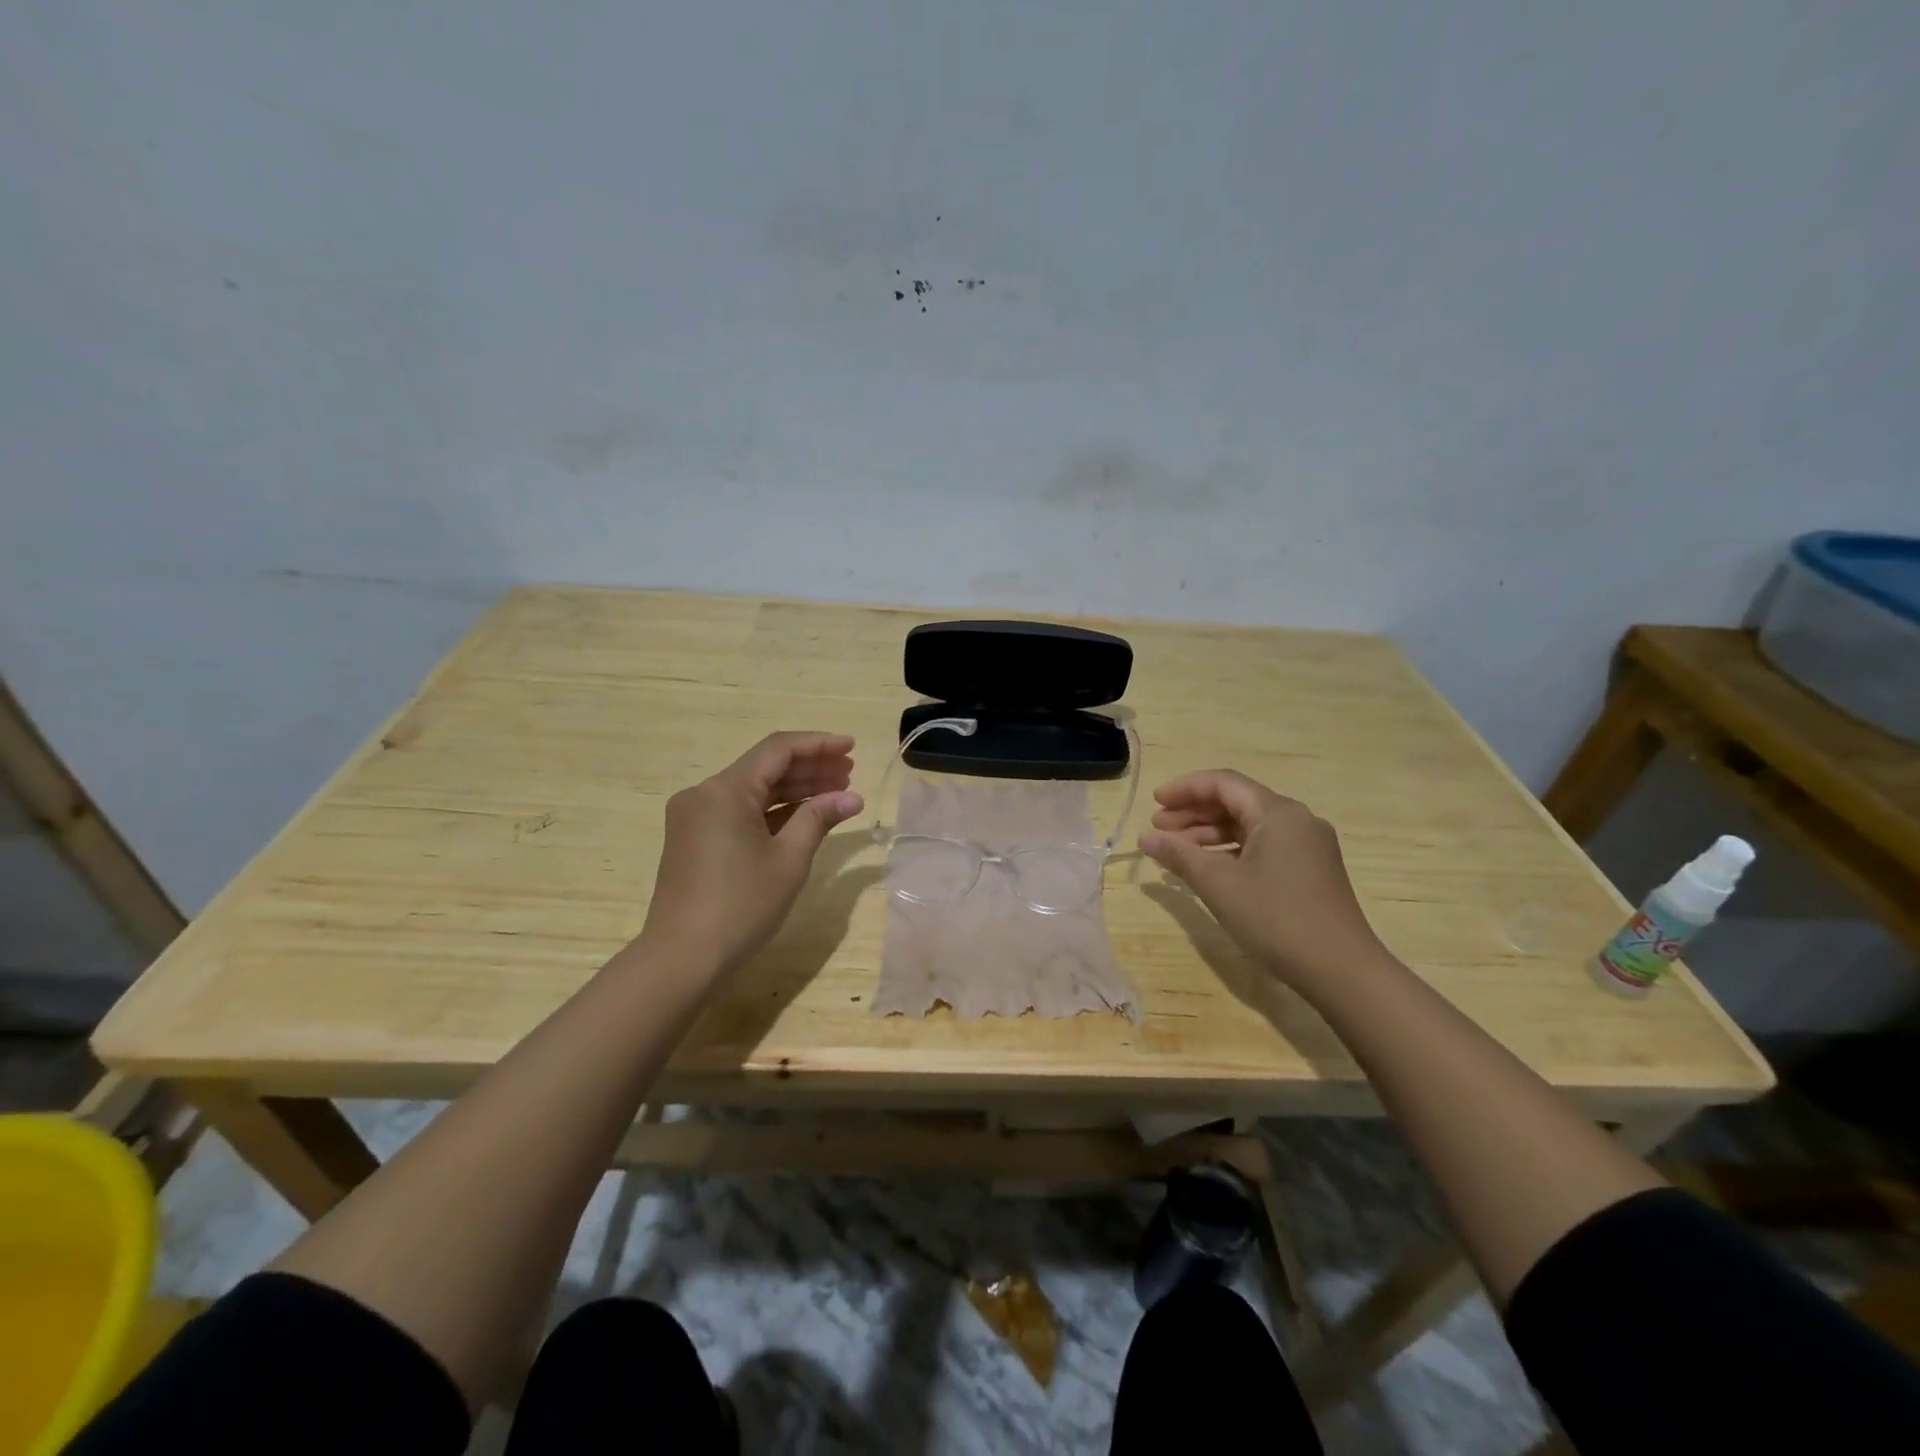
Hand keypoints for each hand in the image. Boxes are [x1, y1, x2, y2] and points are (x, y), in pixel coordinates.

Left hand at [639, 732, 864, 974]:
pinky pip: (740, 812)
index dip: (818, 744)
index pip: (778, 750)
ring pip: (753, 790)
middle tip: (850, 772)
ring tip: (836, 791)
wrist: (682, 958)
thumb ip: (819, 818)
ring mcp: (696, 817)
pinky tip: (804, 816)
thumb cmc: (741, 905)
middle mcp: (705, 794)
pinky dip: (772, 811)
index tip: (851, 747)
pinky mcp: (694, 839)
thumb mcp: (789, 859)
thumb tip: (852, 797)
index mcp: (725, 790)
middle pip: (765, 767)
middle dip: (809, 767)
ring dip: (793, 789)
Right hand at [1140, 770, 1387, 986]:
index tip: (1154, 804)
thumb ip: (1179, 855)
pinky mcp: (1310, 870)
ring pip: (1249, 826)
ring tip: (1175, 852)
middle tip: (1158, 830)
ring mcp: (1307, 846)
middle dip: (1193, 813)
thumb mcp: (1218, 884)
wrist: (1341, 970)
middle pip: (1236, 802)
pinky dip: (1230, 851)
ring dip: (1209, 834)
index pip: (1223, 783)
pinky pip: (1262, 847)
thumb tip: (1146, 838)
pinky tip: (1208, 870)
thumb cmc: (1275, 918)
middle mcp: (1296, 820)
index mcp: (1277, 812)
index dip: (1184, 789)